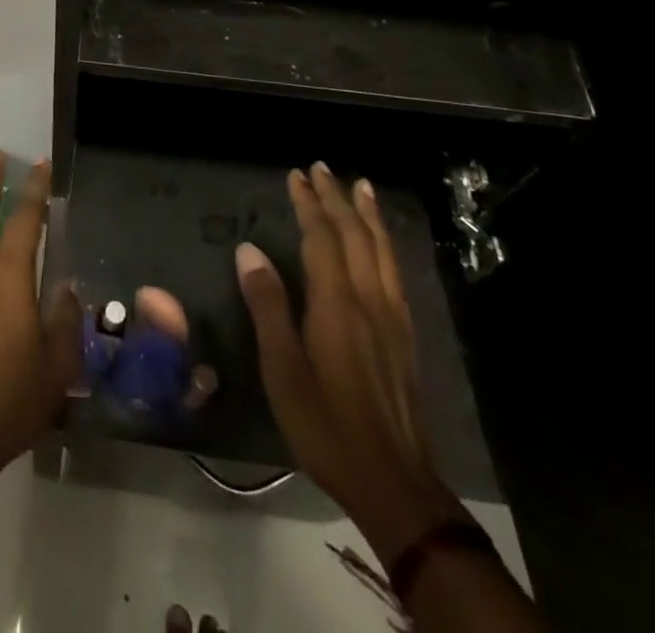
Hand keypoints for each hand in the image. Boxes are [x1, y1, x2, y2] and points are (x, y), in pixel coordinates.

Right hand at [236, 163, 461, 564]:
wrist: (394, 484)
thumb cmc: (326, 425)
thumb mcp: (282, 369)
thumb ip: (268, 306)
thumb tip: (249, 250)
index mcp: (336, 305)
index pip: (322, 238)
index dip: (309, 204)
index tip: (296, 175)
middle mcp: (369, 301)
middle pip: (355, 236)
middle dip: (337, 199)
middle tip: (323, 168)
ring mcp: (392, 319)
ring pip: (382, 252)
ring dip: (368, 215)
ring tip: (362, 188)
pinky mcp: (405, 338)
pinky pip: (395, 273)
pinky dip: (386, 245)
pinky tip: (383, 246)